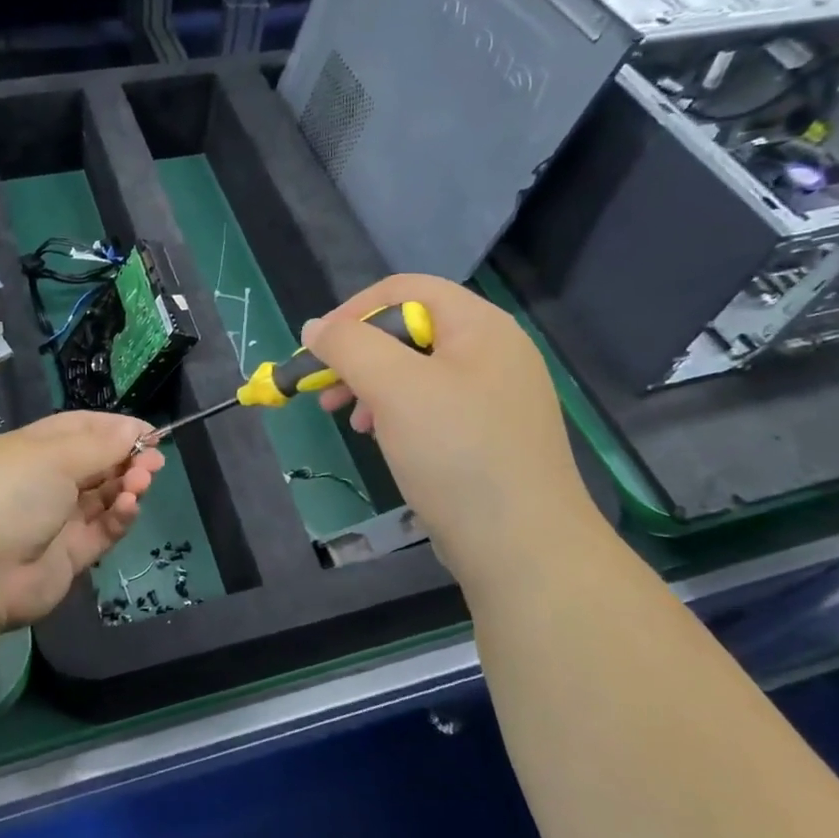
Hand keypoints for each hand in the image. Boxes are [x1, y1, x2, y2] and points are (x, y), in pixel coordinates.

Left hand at [0, 410, 165, 628]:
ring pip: (104, 497)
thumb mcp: (55, 456)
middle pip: (97, 463)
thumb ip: (100, 445)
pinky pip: (103, 530)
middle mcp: (46, 481)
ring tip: (142, 483)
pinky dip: (119, 517)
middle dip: (128, 459)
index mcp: (34, 448)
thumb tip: (133, 430)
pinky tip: (129, 507)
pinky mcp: (70, 555)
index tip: (150, 432)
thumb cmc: (10, 494)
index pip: (82, 429)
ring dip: (127, 486)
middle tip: (155, 462)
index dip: (116, 428)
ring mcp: (58, 519)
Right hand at [302, 275, 598, 567]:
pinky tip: (382, 440)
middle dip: (359, 355)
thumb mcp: (395, 388)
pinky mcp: (490, 435)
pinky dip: (398, 414)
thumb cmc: (457, 454)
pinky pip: (433, 406)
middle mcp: (494, 351)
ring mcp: (496, 396)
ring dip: (373, 387)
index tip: (317, 350)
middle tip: (326, 391)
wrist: (523, 548)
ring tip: (351, 421)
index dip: (353, 311)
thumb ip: (349, 346)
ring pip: (417, 371)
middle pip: (410, 329)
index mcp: (481, 326)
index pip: (405, 290)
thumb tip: (315, 327)